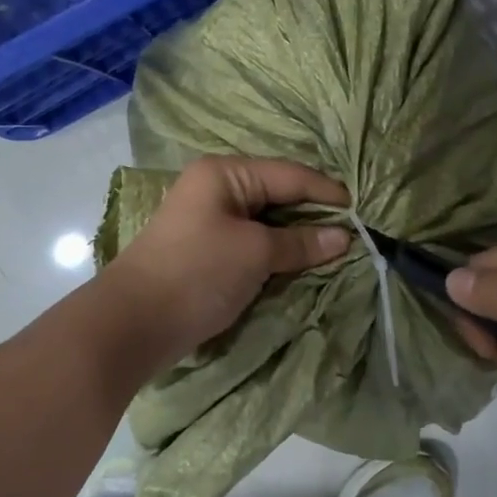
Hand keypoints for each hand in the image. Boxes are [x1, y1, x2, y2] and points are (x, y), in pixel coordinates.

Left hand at [103, 156, 350, 365]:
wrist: (133, 323)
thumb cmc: (197, 273)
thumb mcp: (255, 253)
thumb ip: (300, 242)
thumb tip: (343, 237)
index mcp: (225, 173)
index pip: (290, 175)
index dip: (327, 193)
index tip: (363, 214)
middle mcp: (217, 188)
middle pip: (278, 195)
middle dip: (314, 215)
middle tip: (353, 235)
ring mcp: (209, 219)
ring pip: (266, 221)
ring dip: (296, 237)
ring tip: (334, 251)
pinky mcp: (206, 250)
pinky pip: (252, 242)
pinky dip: (276, 252)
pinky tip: (300, 263)